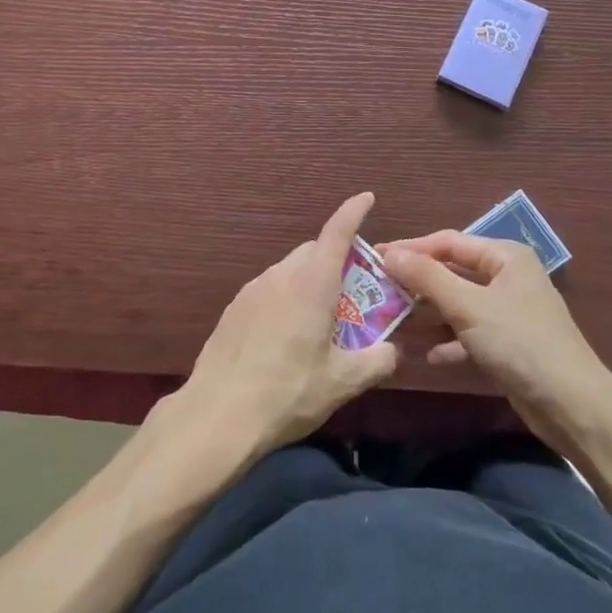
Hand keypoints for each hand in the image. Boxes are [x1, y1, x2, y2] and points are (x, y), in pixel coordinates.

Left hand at [178, 193, 399, 458]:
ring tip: (318, 321)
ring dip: (308, 282)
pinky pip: (268, 291)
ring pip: (289, 271)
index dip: (353, 211)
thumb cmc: (288, 392)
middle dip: (335, 259)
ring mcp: (252, 290)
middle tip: (352, 291)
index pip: (337, 232)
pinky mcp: (233, 308)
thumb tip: (393, 350)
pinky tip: (285, 337)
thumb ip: (376, 361)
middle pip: (313, 251)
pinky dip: (285, 299)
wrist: (218, 414)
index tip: (366, 198)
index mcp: (312, 283)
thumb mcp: (342, 382)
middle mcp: (281, 276)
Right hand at [381, 231, 611, 441]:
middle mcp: (507, 278)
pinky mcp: (509, 345)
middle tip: (379, 291)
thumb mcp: (468, 306)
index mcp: (505, 256)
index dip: (412, 248)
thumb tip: (391, 254)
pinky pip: (469, 334)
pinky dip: (448, 341)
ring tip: (393, 323)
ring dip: (429, 315)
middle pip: (453, 273)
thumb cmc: (520, 342)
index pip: (449, 242)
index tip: (376, 257)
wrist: (572, 406)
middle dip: (418, 285)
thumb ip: (427, 277)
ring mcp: (509, 312)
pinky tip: (425, 355)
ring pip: (458, 305)